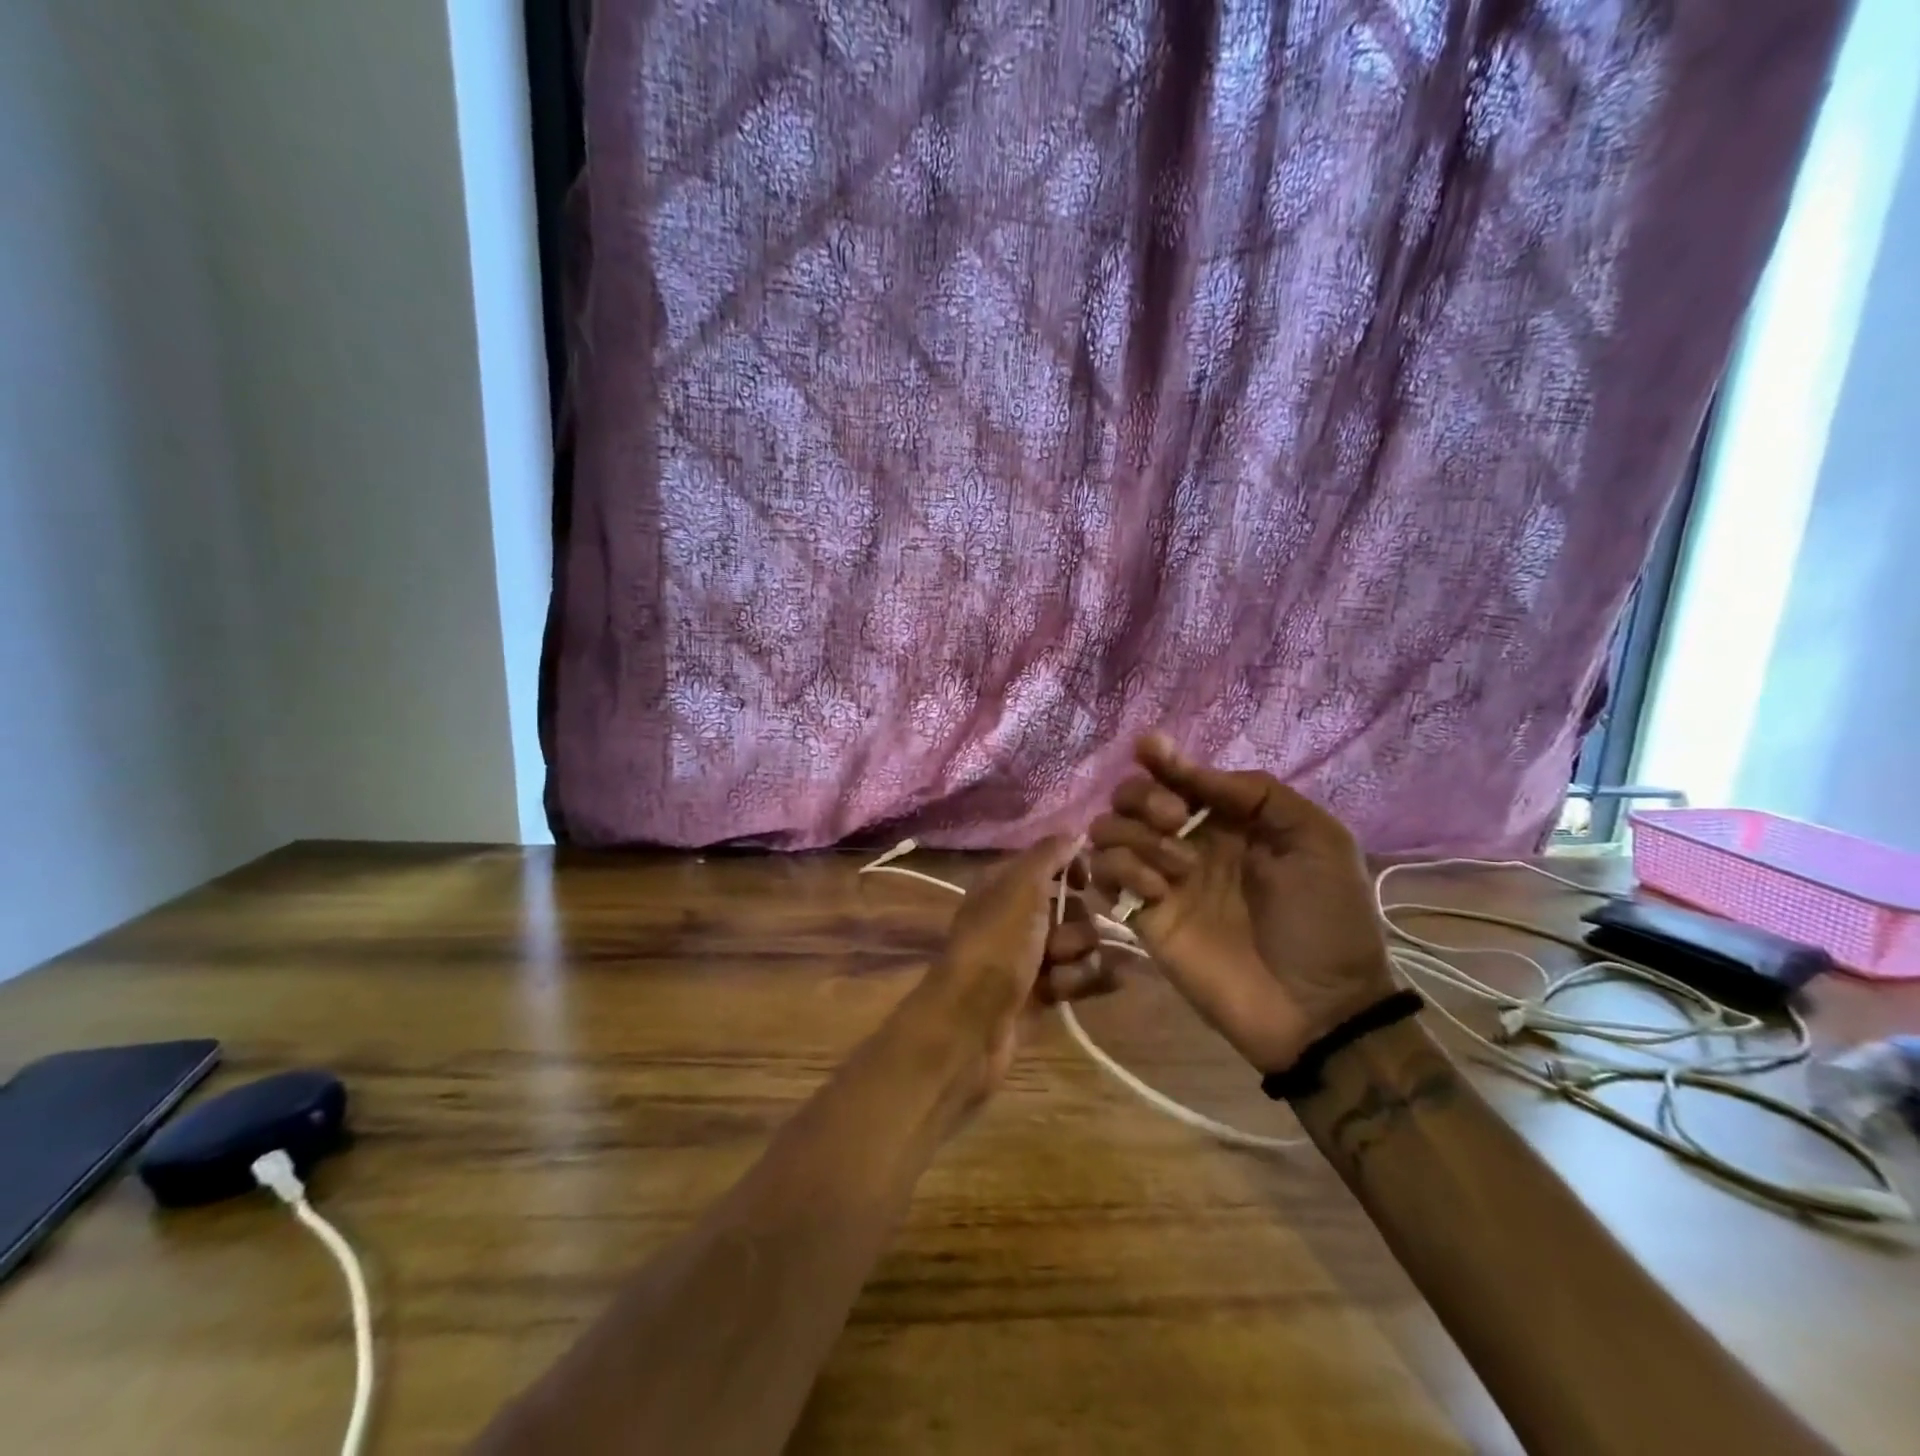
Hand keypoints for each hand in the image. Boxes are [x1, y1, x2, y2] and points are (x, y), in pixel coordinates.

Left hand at [909, 837, 1103, 1094]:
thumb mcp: (1021, 886)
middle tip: (1057, 944)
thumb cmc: (997, 945)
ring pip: (1079, 945)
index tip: (1085, 881)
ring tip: (1057, 976)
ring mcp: (1027, 956)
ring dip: (1078, 959)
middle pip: (1072, 908)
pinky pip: (1078, 977)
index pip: (1049, 863)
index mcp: (1003, 885)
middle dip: (1076, 926)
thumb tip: (1074, 833)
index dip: (1071, 869)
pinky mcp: (1041, 992)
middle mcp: (1015, 916)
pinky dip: (1083, 982)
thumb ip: (1049, 855)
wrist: (973, 1021)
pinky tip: (1082, 989)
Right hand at [1087, 735, 1395, 1072]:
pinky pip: (1105, 876)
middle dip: (1144, 796)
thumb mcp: (1317, 840)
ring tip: (1178, 869)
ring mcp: (1161, 879)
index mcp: (1229, 819)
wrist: (1318, 1007)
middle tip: (1176, 821)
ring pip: (1108, 831)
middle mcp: (1187, 841)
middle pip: (1131, 796)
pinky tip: (1158, 894)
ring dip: (1134, 835)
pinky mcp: (1143, 917)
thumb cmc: (1326, 919)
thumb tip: (1193, 773)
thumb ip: (1257, 794)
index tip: (1149, 748)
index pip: (1178, 775)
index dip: (1160, 757)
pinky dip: (1122, 871)